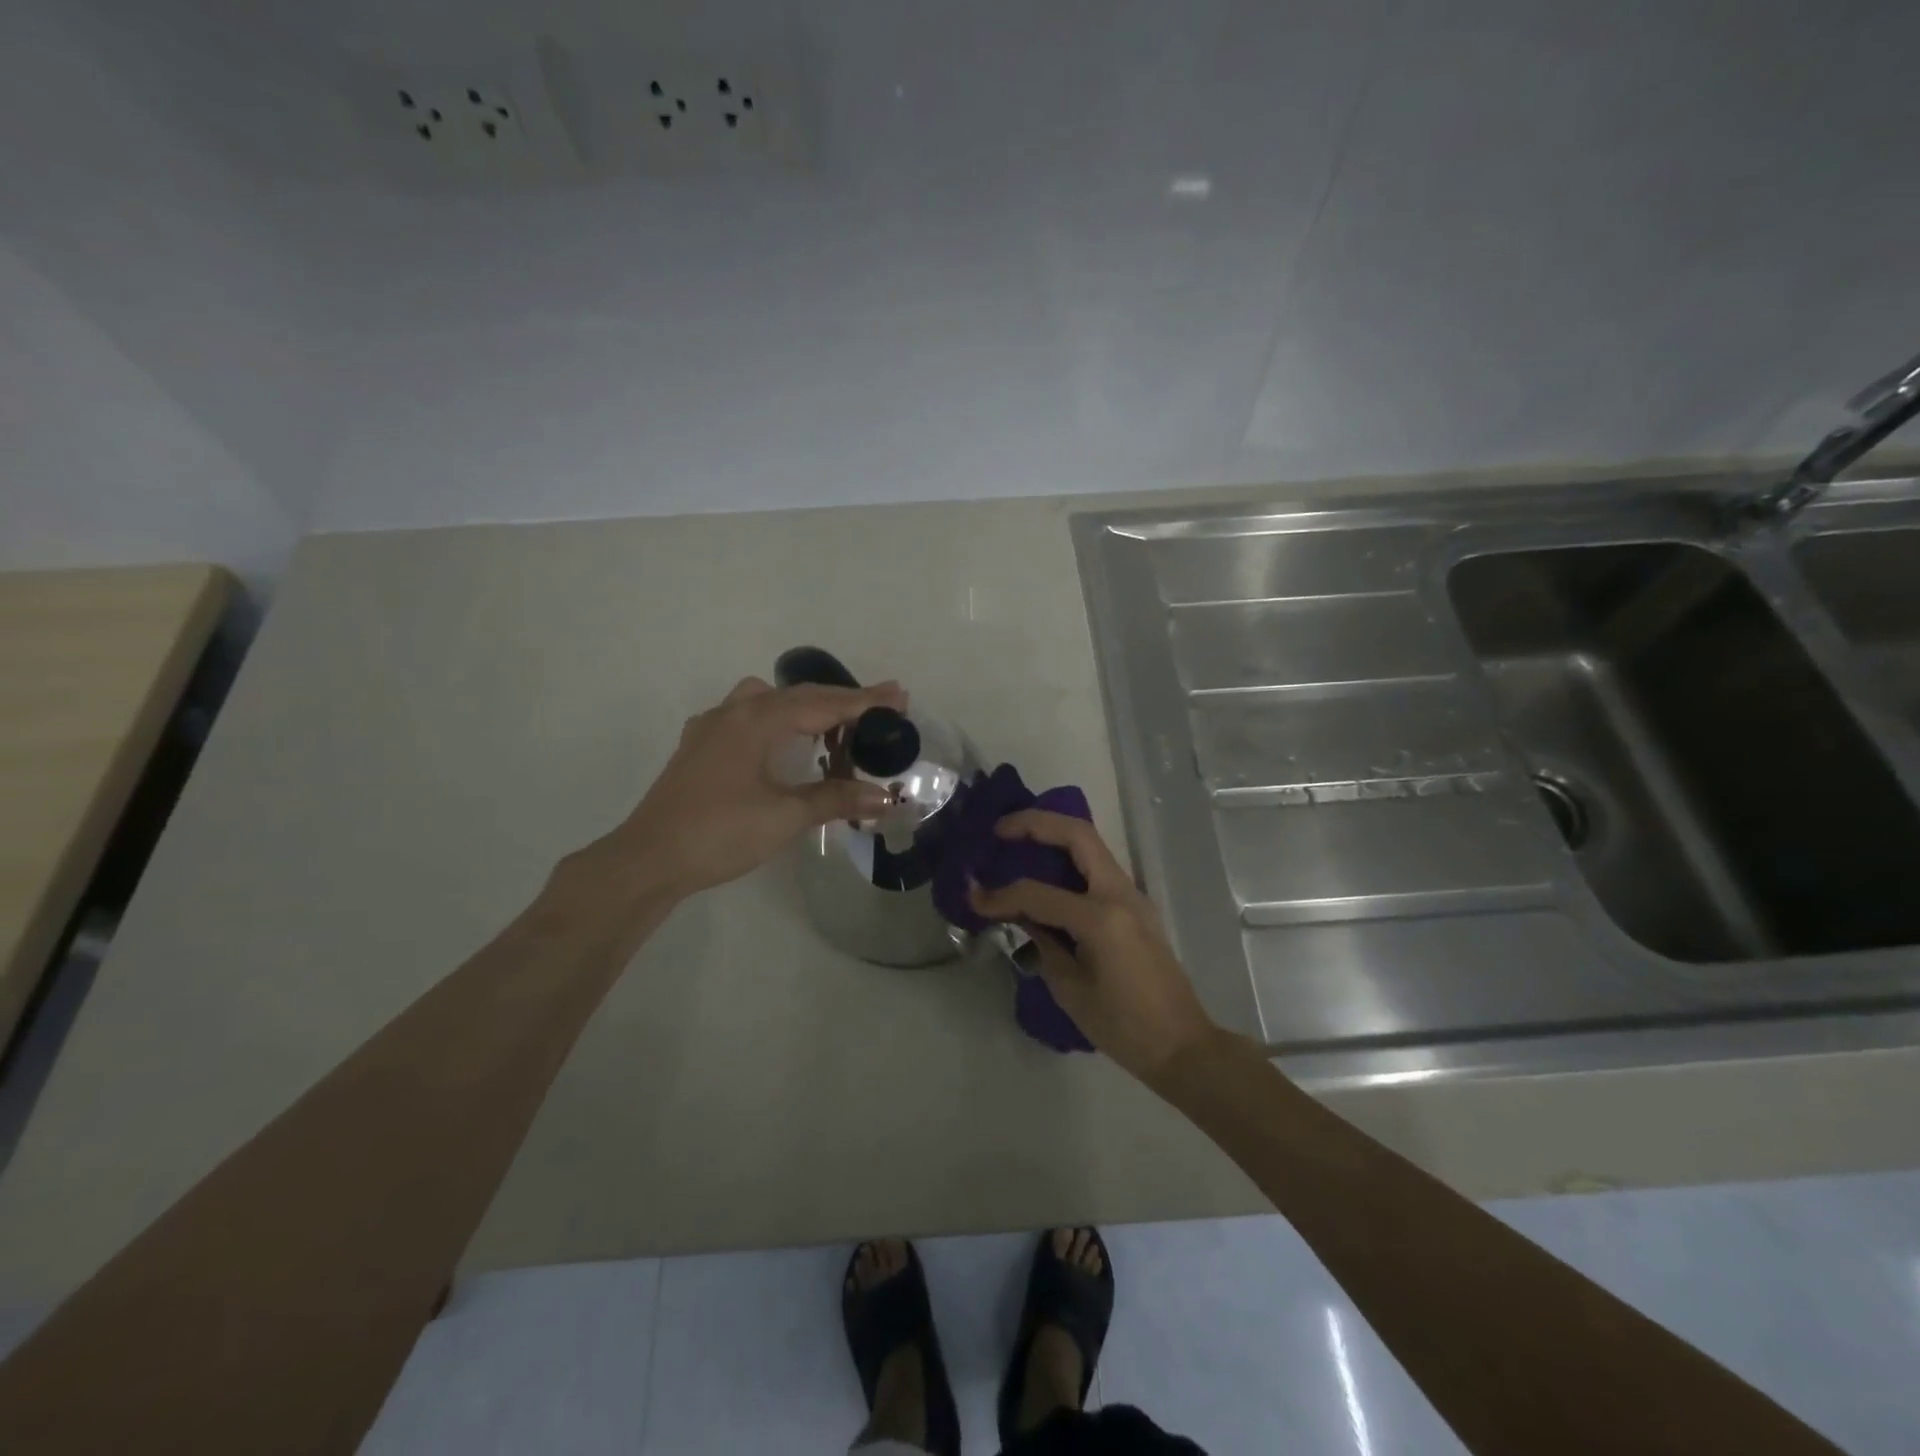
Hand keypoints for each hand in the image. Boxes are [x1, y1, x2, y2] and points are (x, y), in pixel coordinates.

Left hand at [608, 676, 907, 901]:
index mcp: (758, 720)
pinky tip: (780, 744)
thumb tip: (885, 797)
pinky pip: (747, 717)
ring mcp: (712, 727)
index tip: (899, 696)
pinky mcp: (699, 747)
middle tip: (881, 709)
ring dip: (805, 708)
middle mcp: (735, 712)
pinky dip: (776, 721)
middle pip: (799, 696)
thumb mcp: (785, 816)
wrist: (649, 859)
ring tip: (832, 728)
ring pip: (769, 702)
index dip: (865, 702)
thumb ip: (835, 799)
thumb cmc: (720, 833)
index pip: (824, 704)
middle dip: (841, 702)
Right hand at [970, 811, 1217, 1079]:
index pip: (1038, 893)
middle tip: (999, 830)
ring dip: (1053, 835)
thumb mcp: (1071, 989)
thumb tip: (1020, 916)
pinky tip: (1045, 870)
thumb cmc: (1123, 1027)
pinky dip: (1068, 859)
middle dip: (1035, 823)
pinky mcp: (1135, 906)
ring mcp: (1132, 896)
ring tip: (1017, 840)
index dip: (1000, 895)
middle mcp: (1120, 894)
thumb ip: (1043, 943)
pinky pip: (1097, 868)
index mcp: (1101, 918)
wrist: (1182, 1045)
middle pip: (1078, 835)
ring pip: (1090, 846)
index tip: (973, 896)